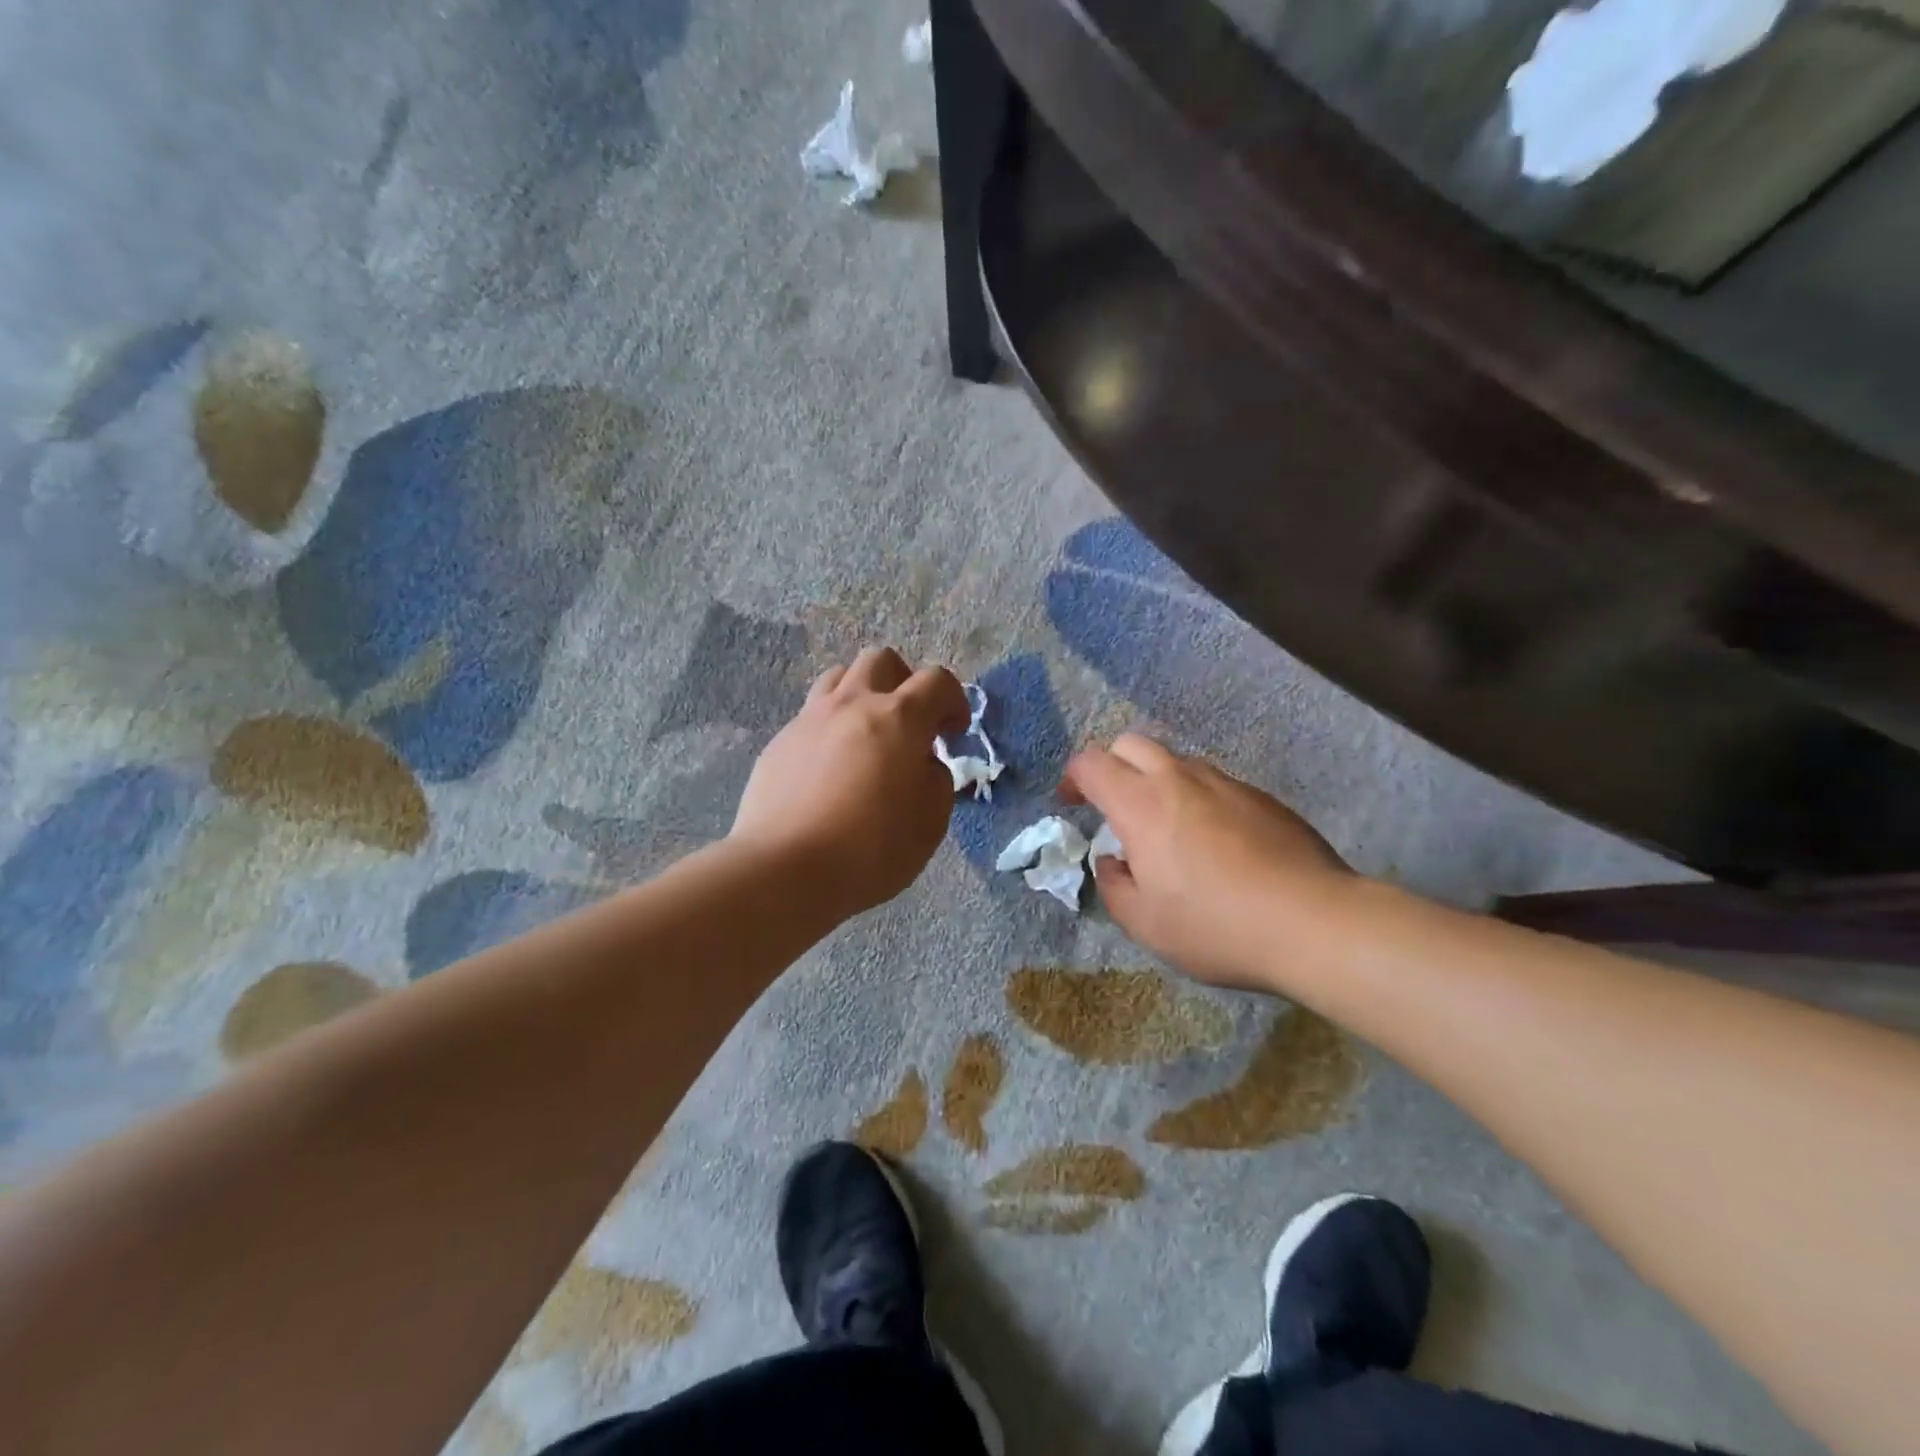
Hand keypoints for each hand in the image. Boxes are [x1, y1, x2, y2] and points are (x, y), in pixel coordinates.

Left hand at [731, 647, 969, 920]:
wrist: (784, 869)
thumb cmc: (870, 849)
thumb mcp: (930, 822)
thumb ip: (936, 780)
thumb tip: (922, 763)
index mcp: (899, 718)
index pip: (936, 680)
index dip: (953, 700)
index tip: (954, 732)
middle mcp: (852, 705)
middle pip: (881, 660)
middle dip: (904, 682)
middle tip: (909, 723)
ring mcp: (809, 720)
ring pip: (839, 678)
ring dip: (862, 695)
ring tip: (867, 734)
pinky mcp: (779, 743)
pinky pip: (811, 717)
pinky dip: (830, 729)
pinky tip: (829, 769)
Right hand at [1062, 734, 1352, 989]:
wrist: (1314, 922)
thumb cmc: (1216, 926)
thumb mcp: (1145, 924)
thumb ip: (1113, 887)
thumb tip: (1112, 863)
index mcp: (1141, 805)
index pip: (1092, 763)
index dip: (1072, 777)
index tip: (1070, 802)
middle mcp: (1180, 780)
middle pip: (1131, 744)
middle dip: (1110, 765)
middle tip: (1111, 805)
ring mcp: (1225, 783)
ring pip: (1176, 760)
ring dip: (1155, 780)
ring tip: (1163, 826)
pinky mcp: (1261, 797)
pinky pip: (1213, 783)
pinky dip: (1195, 797)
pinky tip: (1213, 842)